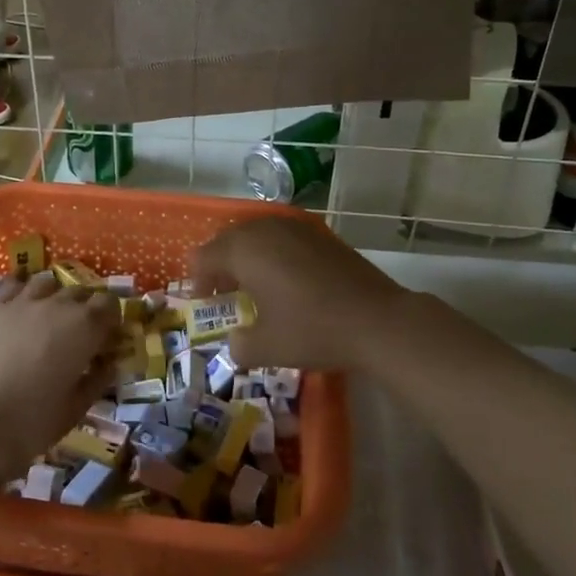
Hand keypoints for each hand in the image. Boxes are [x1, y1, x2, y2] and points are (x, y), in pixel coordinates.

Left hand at [0, 274, 121, 476]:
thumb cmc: (32, 421)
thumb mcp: (75, 408)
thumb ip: (97, 381)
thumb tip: (108, 365)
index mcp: (85, 327)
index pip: (110, 304)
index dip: (112, 318)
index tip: (108, 337)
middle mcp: (57, 305)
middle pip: (80, 291)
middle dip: (86, 308)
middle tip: (81, 333)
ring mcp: (22, 302)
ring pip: (47, 282)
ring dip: (55, 295)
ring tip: (50, 315)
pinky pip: (13, 285)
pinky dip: (21, 289)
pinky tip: (20, 305)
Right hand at [193, 217, 404, 373]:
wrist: (377, 320)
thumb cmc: (312, 330)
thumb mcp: (266, 348)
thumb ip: (238, 345)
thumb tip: (235, 340)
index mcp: (243, 251)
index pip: (203, 257)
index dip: (198, 282)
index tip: (206, 305)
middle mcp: (265, 230)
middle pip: (228, 240)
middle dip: (221, 266)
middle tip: (226, 296)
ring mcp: (295, 227)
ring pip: (256, 235)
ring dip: (248, 258)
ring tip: (256, 288)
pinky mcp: (320, 234)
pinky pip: (282, 238)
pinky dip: (274, 255)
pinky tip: (287, 282)